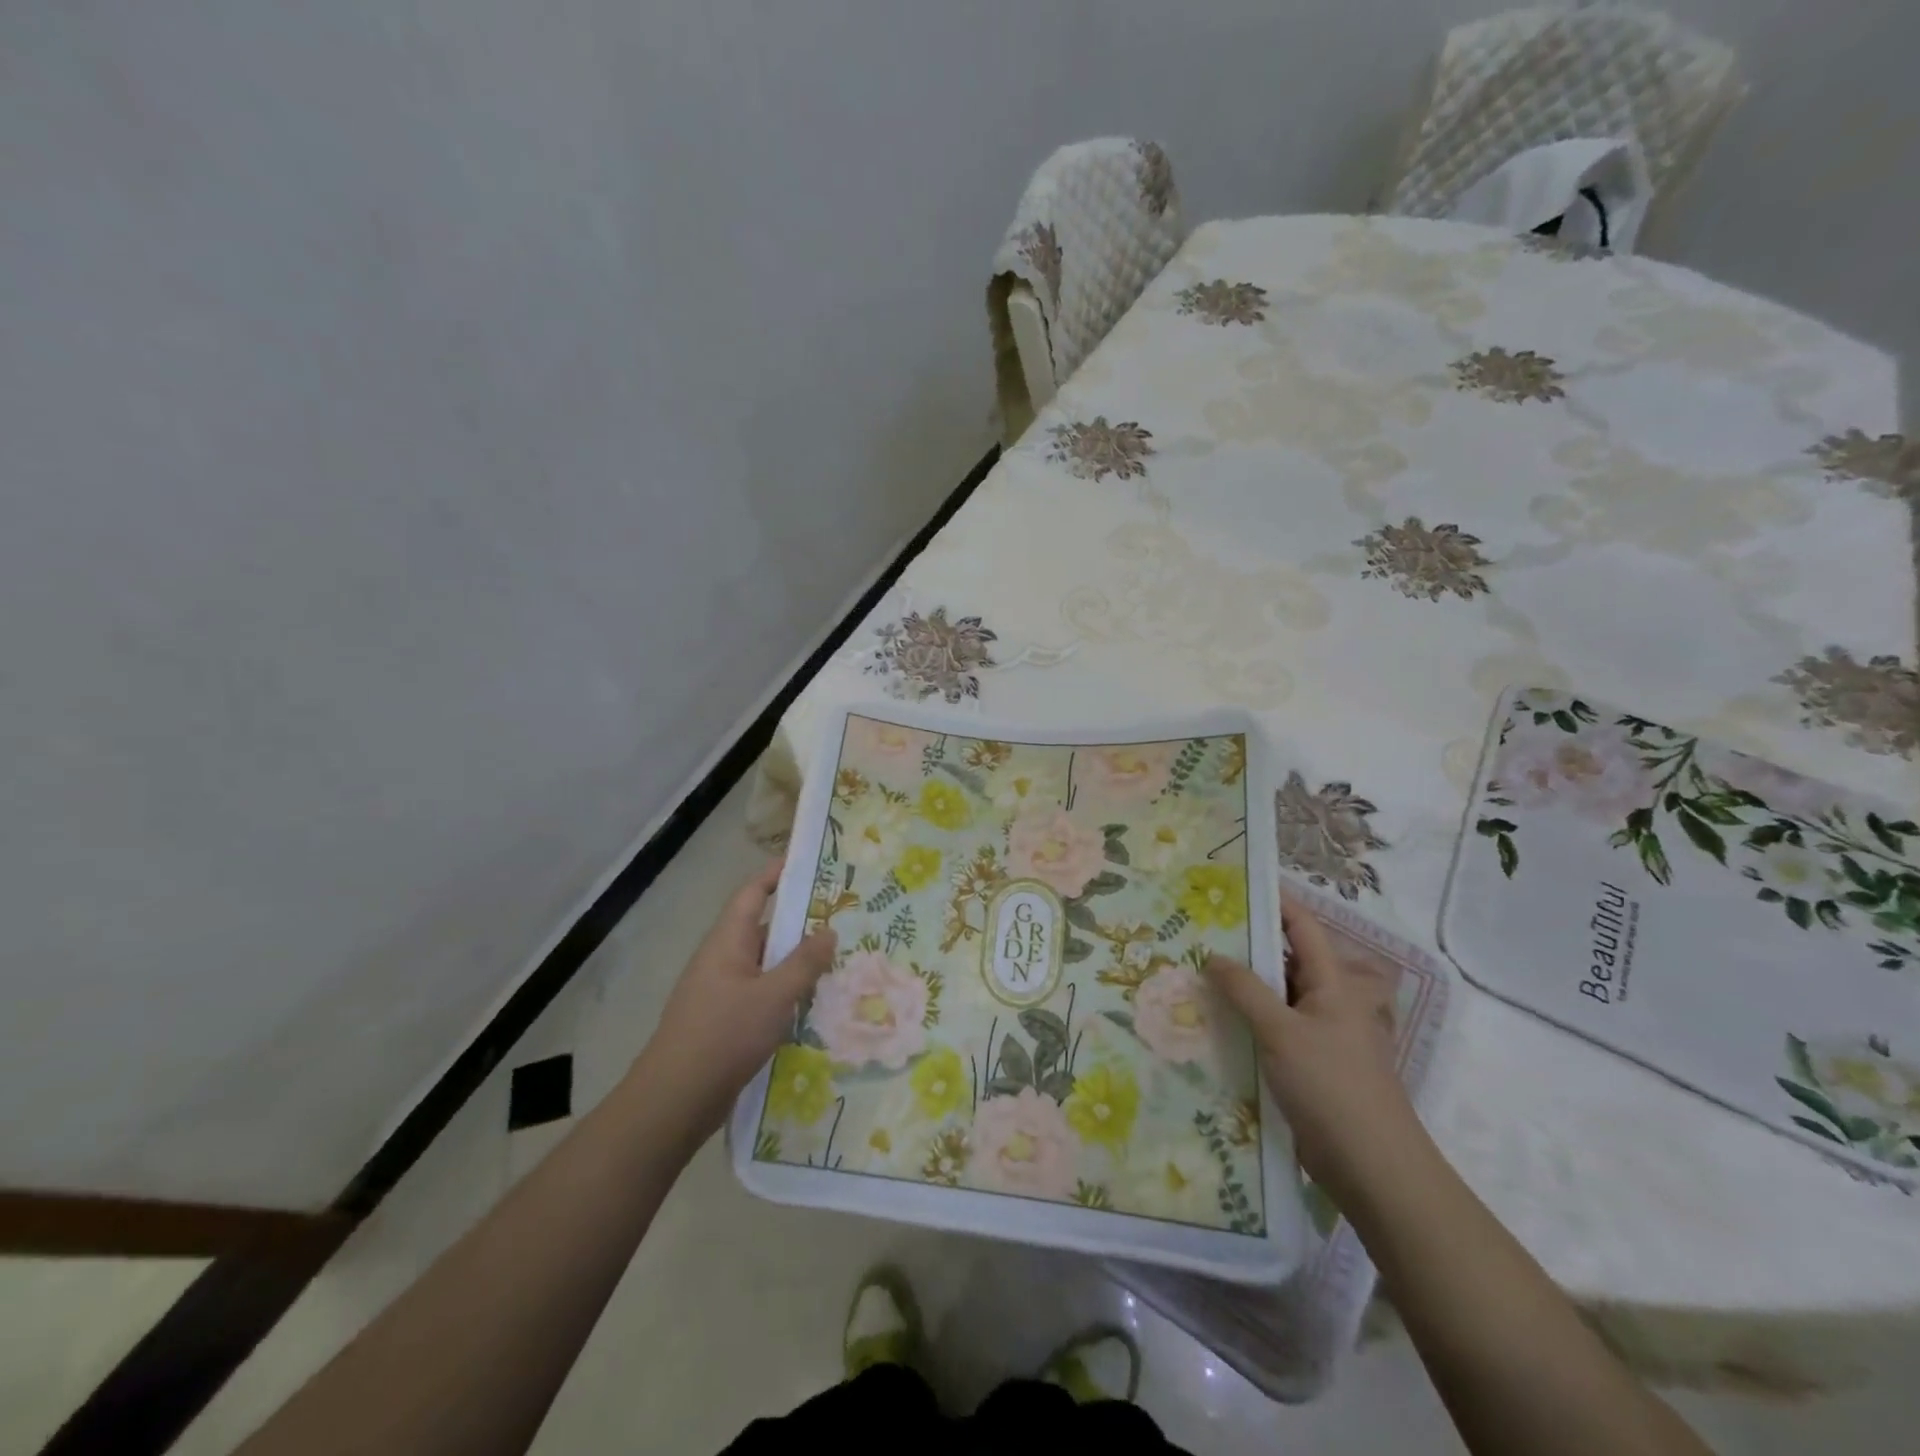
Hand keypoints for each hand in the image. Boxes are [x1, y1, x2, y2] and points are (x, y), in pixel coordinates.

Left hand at [634, 861, 835, 1137]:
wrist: (674, 1100)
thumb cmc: (725, 1035)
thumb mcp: (774, 996)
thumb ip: (804, 962)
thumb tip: (829, 931)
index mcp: (727, 941)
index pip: (753, 893)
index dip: (777, 874)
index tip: (808, 863)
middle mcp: (721, 959)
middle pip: (761, 928)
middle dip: (798, 922)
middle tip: (839, 918)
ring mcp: (719, 991)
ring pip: (763, 964)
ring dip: (794, 962)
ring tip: (835, 961)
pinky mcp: (722, 1021)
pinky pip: (759, 993)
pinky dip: (784, 991)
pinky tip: (810, 1005)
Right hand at [1203, 894, 1416, 1191]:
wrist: (1374, 1169)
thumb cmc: (1331, 1087)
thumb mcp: (1281, 1032)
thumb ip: (1245, 990)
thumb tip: (1213, 956)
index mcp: (1333, 984)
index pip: (1302, 927)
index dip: (1274, 903)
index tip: (1234, 887)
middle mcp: (1329, 1002)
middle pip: (1286, 961)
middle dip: (1246, 946)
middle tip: (1200, 934)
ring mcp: (1320, 1036)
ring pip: (1277, 998)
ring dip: (1244, 988)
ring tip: (1198, 975)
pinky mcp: (1309, 1066)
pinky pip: (1274, 1030)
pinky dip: (1248, 1022)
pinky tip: (1215, 1024)